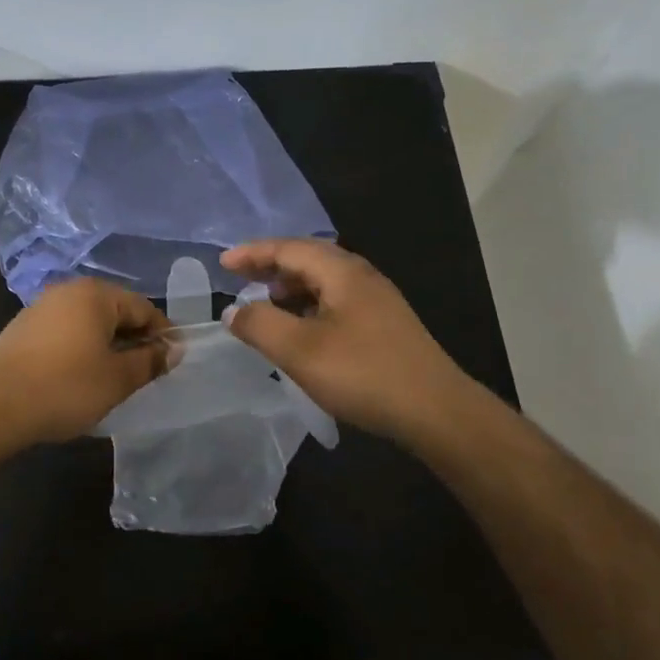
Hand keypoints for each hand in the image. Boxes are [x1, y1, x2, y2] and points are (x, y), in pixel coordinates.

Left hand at [0, 279, 174, 442]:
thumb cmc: (66, 387)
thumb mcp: (118, 379)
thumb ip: (150, 361)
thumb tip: (173, 349)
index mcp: (95, 294)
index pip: (143, 307)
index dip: (162, 334)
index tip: (173, 361)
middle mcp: (68, 291)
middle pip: (114, 311)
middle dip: (134, 340)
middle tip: (146, 373)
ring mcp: (41, 308)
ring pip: (88, 323)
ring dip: (107, 346)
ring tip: (115, 379)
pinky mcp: (22, 329)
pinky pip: (65, 333)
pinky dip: (80, 350)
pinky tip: (80, 378)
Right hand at [221, 239, 465, 442]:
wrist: (436, 411)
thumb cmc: (363, 373)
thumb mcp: (299, 350)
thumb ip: (259, 324)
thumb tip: (233, 310)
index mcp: (341, 272)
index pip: (288, 248)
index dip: (252, 254)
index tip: (222, 264)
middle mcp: (361, 276)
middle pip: (308, 259)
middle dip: (270, 267)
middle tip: (239, 279)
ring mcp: (376, 301)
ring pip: (323, 282)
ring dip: (289, 288)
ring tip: (264, 304)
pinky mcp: (383, 325)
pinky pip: (335, 302)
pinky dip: (308, 307)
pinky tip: (300, 330)